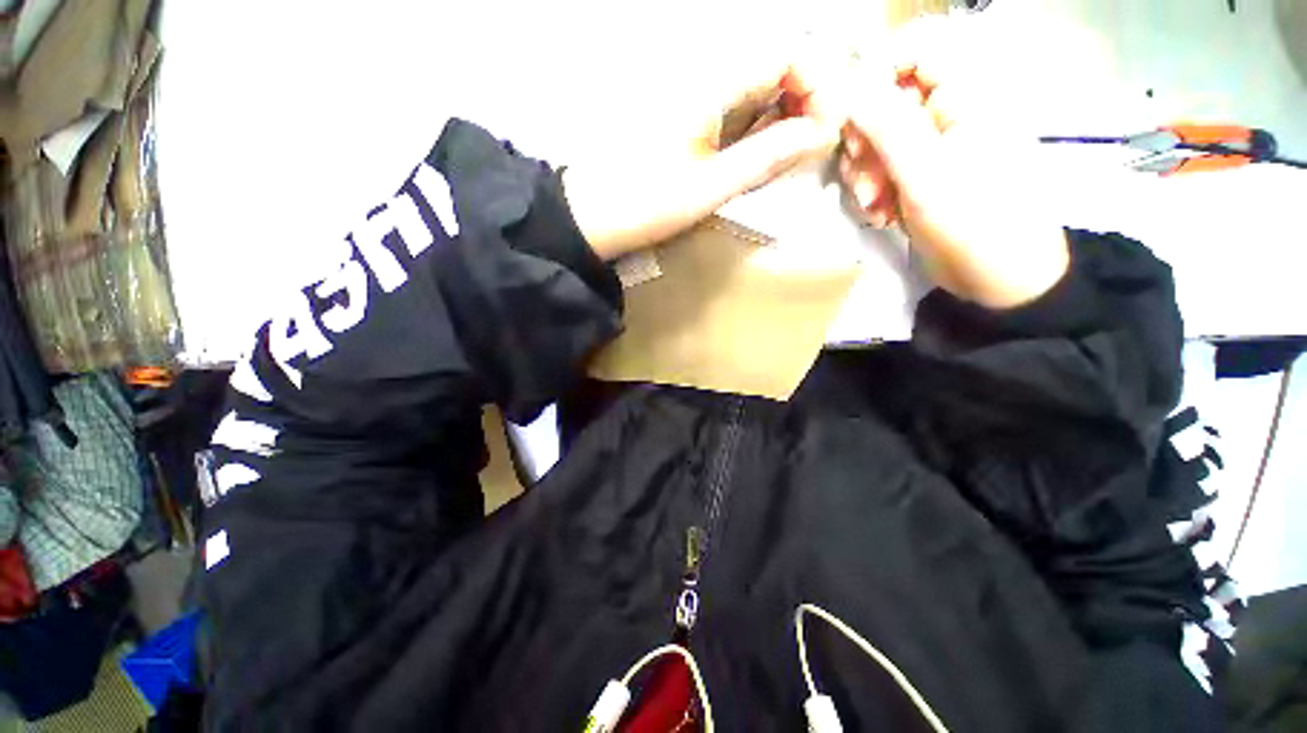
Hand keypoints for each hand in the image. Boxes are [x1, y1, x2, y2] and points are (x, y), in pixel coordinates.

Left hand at [565, 58, 838, 260]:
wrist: (591, 214)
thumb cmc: (644, 203)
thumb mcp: (709, 188)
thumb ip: (765, 157)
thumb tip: (818, 135)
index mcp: (709, 83)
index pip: (787, 52)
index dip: (818, 85)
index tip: (823, 132)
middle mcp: (703, 75)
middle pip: (774, 64)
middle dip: (805, 101)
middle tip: (809, 148)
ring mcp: (692, 96)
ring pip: (756, 86)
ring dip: (782, 115)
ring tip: (787, 156)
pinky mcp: (685, 117)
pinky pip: (734, 108)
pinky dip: (756, 127)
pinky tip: (756, 155)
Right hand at [832, 16, 1069, 308]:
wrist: (1000, 279)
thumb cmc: (975, 224)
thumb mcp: (926, 176)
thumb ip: (889, 127)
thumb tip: (851, 88)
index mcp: (968, 93)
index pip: (915, 47)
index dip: (877, 72)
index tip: (853, 116)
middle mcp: (951, 110)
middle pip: (889, 96)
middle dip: (865, 137)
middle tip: (862, 174)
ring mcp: (937, 144)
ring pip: (881, 135)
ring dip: (865, 170)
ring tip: (872, 204)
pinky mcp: (924, 173)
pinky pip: (885, 165)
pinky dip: (874, 188)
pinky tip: (879, 213)